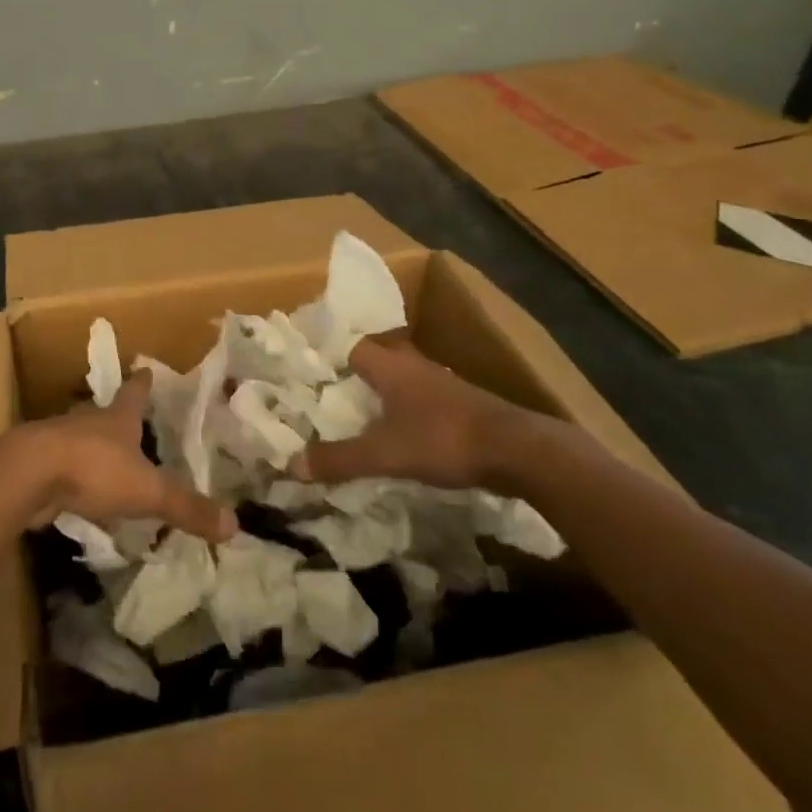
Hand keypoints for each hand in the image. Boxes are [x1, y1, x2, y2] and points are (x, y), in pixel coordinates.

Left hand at [14, 371, 237, 541]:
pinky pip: (61, 468)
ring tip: (107, 461)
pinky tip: (77, 492)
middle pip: (105, 414)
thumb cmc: (93, 469)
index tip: (147, 371)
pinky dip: (71, 476)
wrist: (27, 474)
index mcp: (117, 418)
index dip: (143, 384)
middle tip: (130, 424)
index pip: (135, 393)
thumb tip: (235, 525)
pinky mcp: (37, 465)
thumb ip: (186, 508)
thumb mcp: (147, 491)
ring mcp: (58, 440)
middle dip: (117, 418)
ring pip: (80, 439)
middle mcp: (88, 422)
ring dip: (92, 447)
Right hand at [292, 336, 546, 489]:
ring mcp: (440, 384)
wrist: (519, 451)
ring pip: (398, 382)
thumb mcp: (383, 454)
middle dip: (350, 379)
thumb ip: (339, 459)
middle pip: (373, 362)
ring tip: (355, 419)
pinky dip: (403, 413)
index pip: (348, 346)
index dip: (327, 359)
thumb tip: (291, 465)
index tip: (306, 376)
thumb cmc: (443, 439)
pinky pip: (418, 401)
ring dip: (379, 397)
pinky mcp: (460, 405)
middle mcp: (412, 365)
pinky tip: (397, 435)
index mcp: (389, 365)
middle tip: (324, 400)